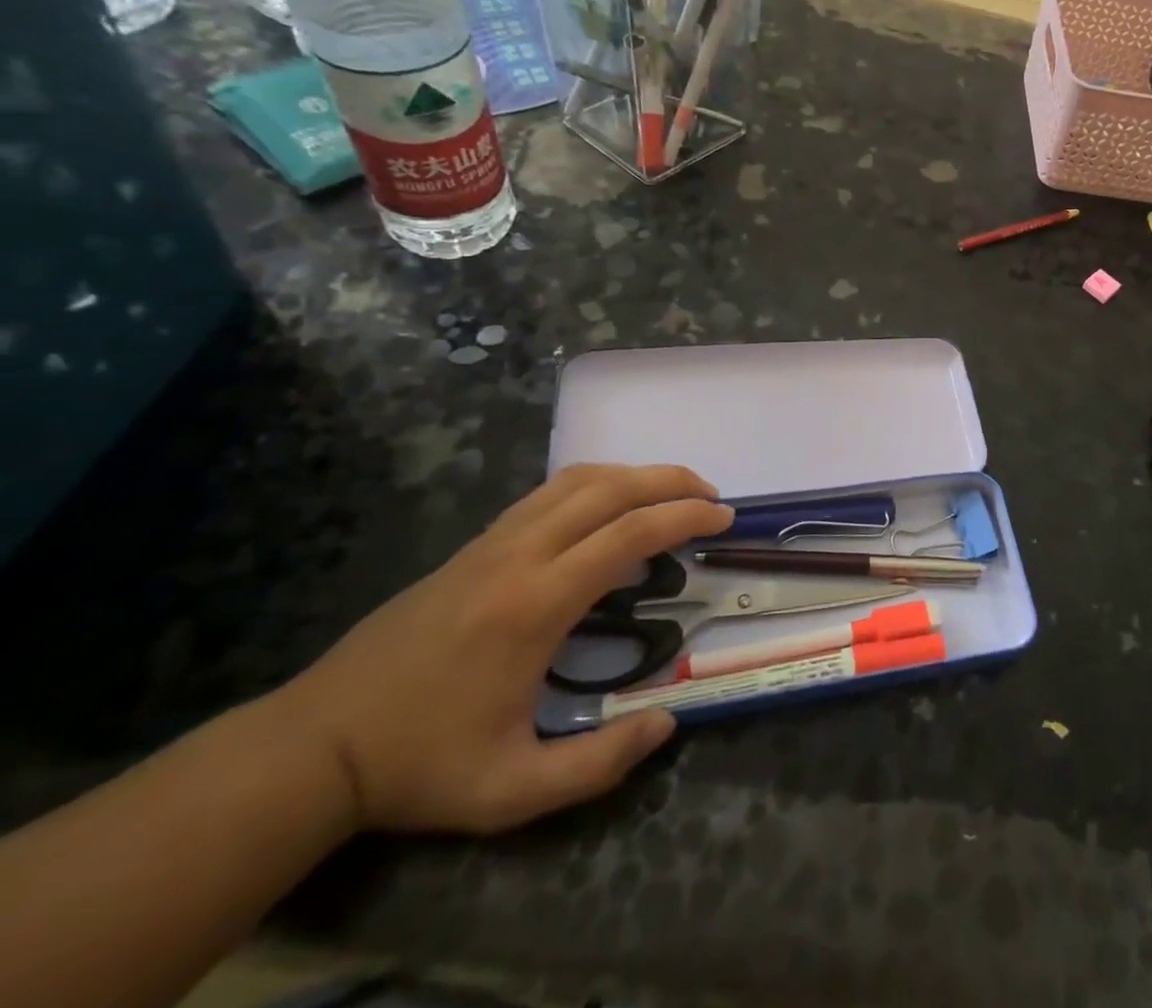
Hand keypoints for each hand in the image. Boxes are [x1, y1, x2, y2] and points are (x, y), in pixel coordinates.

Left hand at [276, 465, 732, 834]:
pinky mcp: (475, 545)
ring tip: (671, 493)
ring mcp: (492, 542)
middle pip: (609, 488)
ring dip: (635, 475)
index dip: (684, 516)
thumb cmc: (419, 765)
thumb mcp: (510, 791)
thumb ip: (597, 764)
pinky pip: (549, 493)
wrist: (314, 746)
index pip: (628, 534)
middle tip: (711, 497)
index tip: (723, 517)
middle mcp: (518, 554)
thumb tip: (665, 722)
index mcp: (535, 604)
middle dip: (670, 482)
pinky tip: (609, 509)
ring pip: (577, 480)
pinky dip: (596, 484)